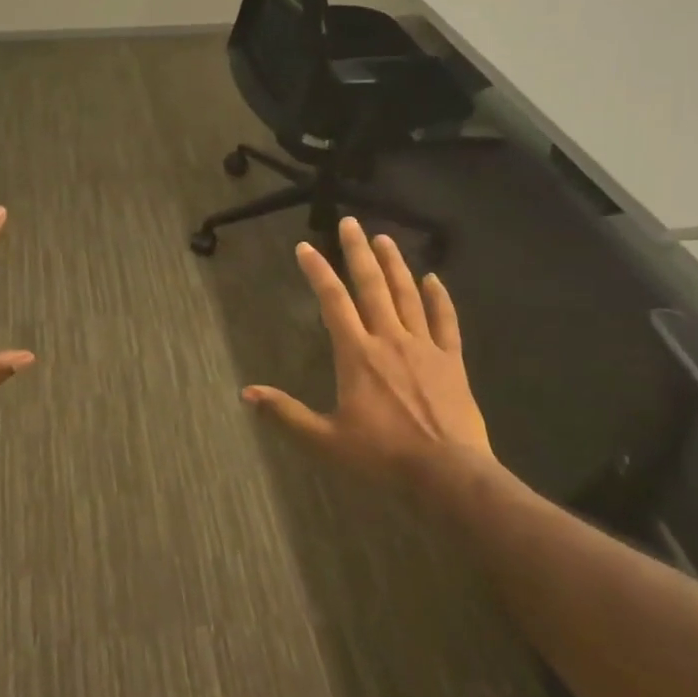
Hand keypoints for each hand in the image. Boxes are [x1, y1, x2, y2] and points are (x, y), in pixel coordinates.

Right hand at [243, 217, 494, 478]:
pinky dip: (439, 297)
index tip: (305, 246)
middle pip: (371, 286)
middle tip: (350, 222)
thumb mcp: (326, 440)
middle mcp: (389, 339)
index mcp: (357, 354)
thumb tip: (246, 393)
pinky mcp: (451, 360)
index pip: (333, 302)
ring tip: (384, 238)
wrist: (449, 475)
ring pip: (407, 295)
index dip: (318, 271)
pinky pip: (445, 321)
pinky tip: (433, 278)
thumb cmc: (383, 456)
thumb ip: (286, 414)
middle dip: (358, 252)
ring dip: (394, 264)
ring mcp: (424, 347)